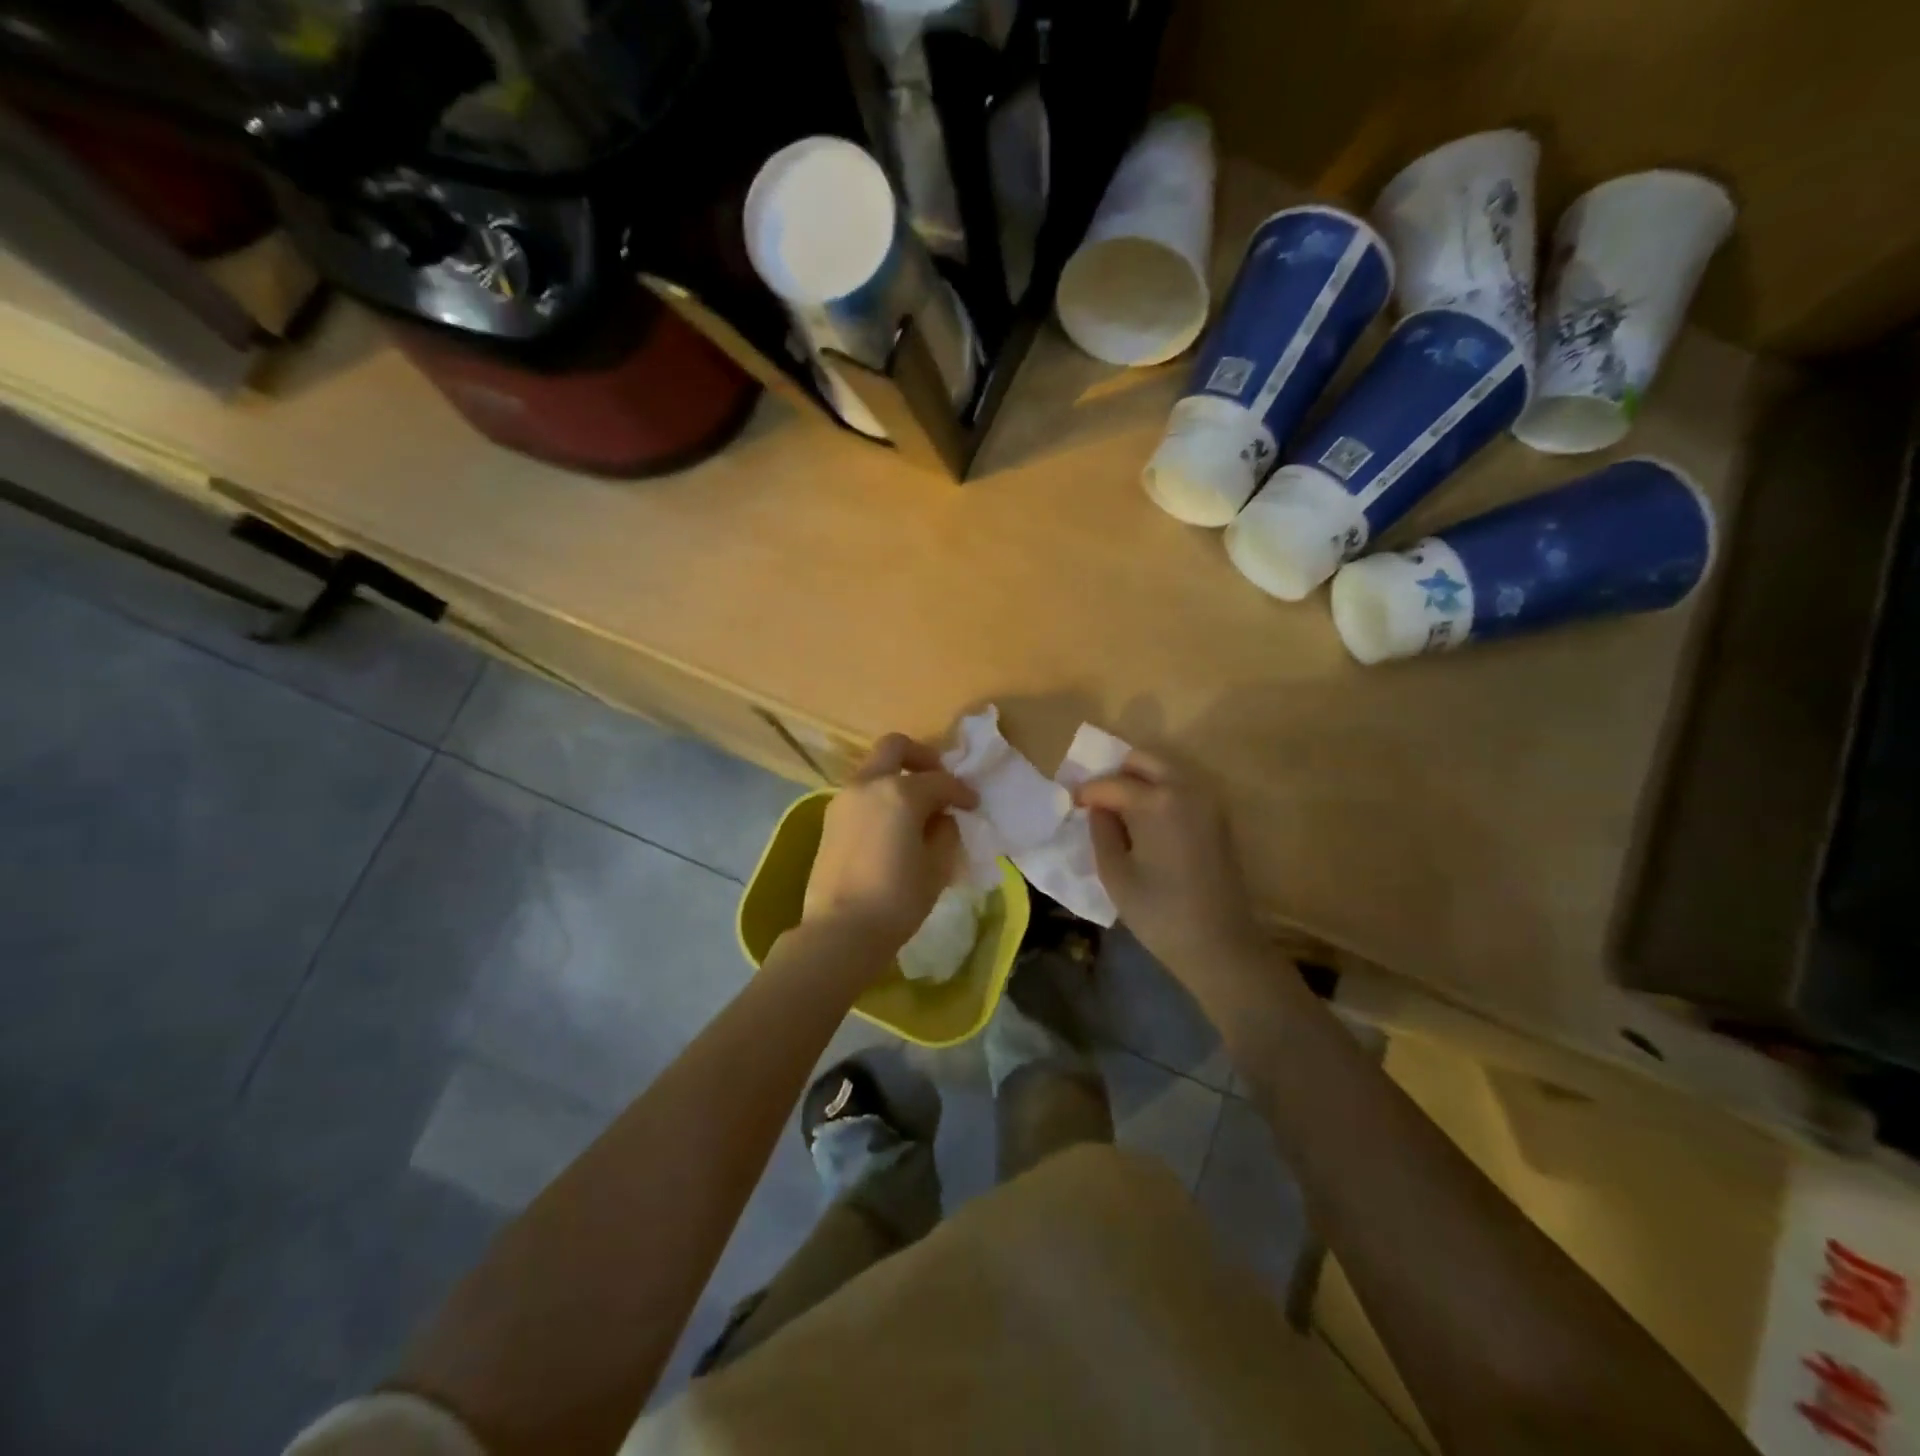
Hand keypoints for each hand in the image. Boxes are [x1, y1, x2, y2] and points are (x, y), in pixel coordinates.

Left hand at [802, 734, 978, 957]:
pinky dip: (880, 797)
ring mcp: (844, 799)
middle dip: (921, 757)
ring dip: (897, 778)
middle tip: (939, 780)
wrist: (840, 931)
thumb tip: (940, 818)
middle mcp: (868, 785)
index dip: (962, 792)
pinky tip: (893, 826)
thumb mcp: (937, 867)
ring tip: (916, 809)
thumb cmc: (898, 900)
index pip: (940, 781)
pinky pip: (861, 794)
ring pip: (874, 770)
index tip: (973, 806)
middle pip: (895, 747)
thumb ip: (945, 833)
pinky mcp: (830, 820)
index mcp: (900, 792)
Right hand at [1075, 751, 1265, 980]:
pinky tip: (1144, 820)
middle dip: (1116, 774)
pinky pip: (1182, 788)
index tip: (1071, 803)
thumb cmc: (1159, 912)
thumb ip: (1101, 831)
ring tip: (1117, 809)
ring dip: (1139, 780)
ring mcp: (1207, 802)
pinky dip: (1159, 792)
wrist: (1220, 945)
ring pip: (1166, 770)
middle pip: (1144, 761)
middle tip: (1096, 800)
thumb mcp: (1115, 873)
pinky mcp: (1218, 818)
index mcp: (1157, 801)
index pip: (1112, 783)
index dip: (1087, 791)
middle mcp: (1186, 790)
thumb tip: (1098, 808)